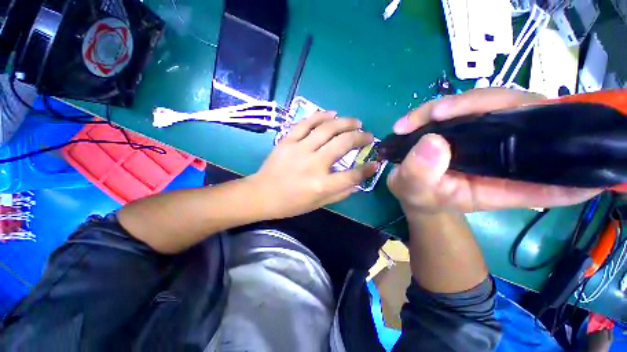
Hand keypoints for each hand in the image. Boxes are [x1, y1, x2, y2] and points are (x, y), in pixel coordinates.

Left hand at [249, 111, 377, 218]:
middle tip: (368, 136)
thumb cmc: (291, 203)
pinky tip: (332, 113)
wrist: (262, 194)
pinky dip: (320, 116)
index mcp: (322, 185)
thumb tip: (357, 182)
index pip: (352, 175)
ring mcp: (300, 149)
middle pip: (343, 144)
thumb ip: (340, 193)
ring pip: (327, 129)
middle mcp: (314, 164)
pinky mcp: (288, 141)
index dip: (367, 169)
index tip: (375, 162)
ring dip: (345, 122)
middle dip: (361, 138)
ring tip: (356, 122)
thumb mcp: (318, 204)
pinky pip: (306, 123)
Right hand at [387, 88, 600, 212]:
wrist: (410, 184)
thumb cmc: (419, 194)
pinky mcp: (468, 123)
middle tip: (436, 114)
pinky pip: (461, 104)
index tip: (580, 148)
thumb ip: (421, 174)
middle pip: (524, 115)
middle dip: (482, 105)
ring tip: (410, 123)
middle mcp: (506, 154)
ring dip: (448, 105)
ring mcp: (488, 134)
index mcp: (505, 184)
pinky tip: (408, 123)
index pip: (555, 175)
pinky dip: (433, 109)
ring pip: (490, 101)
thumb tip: (433, 141)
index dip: (576, 163)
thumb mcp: (414, 190)